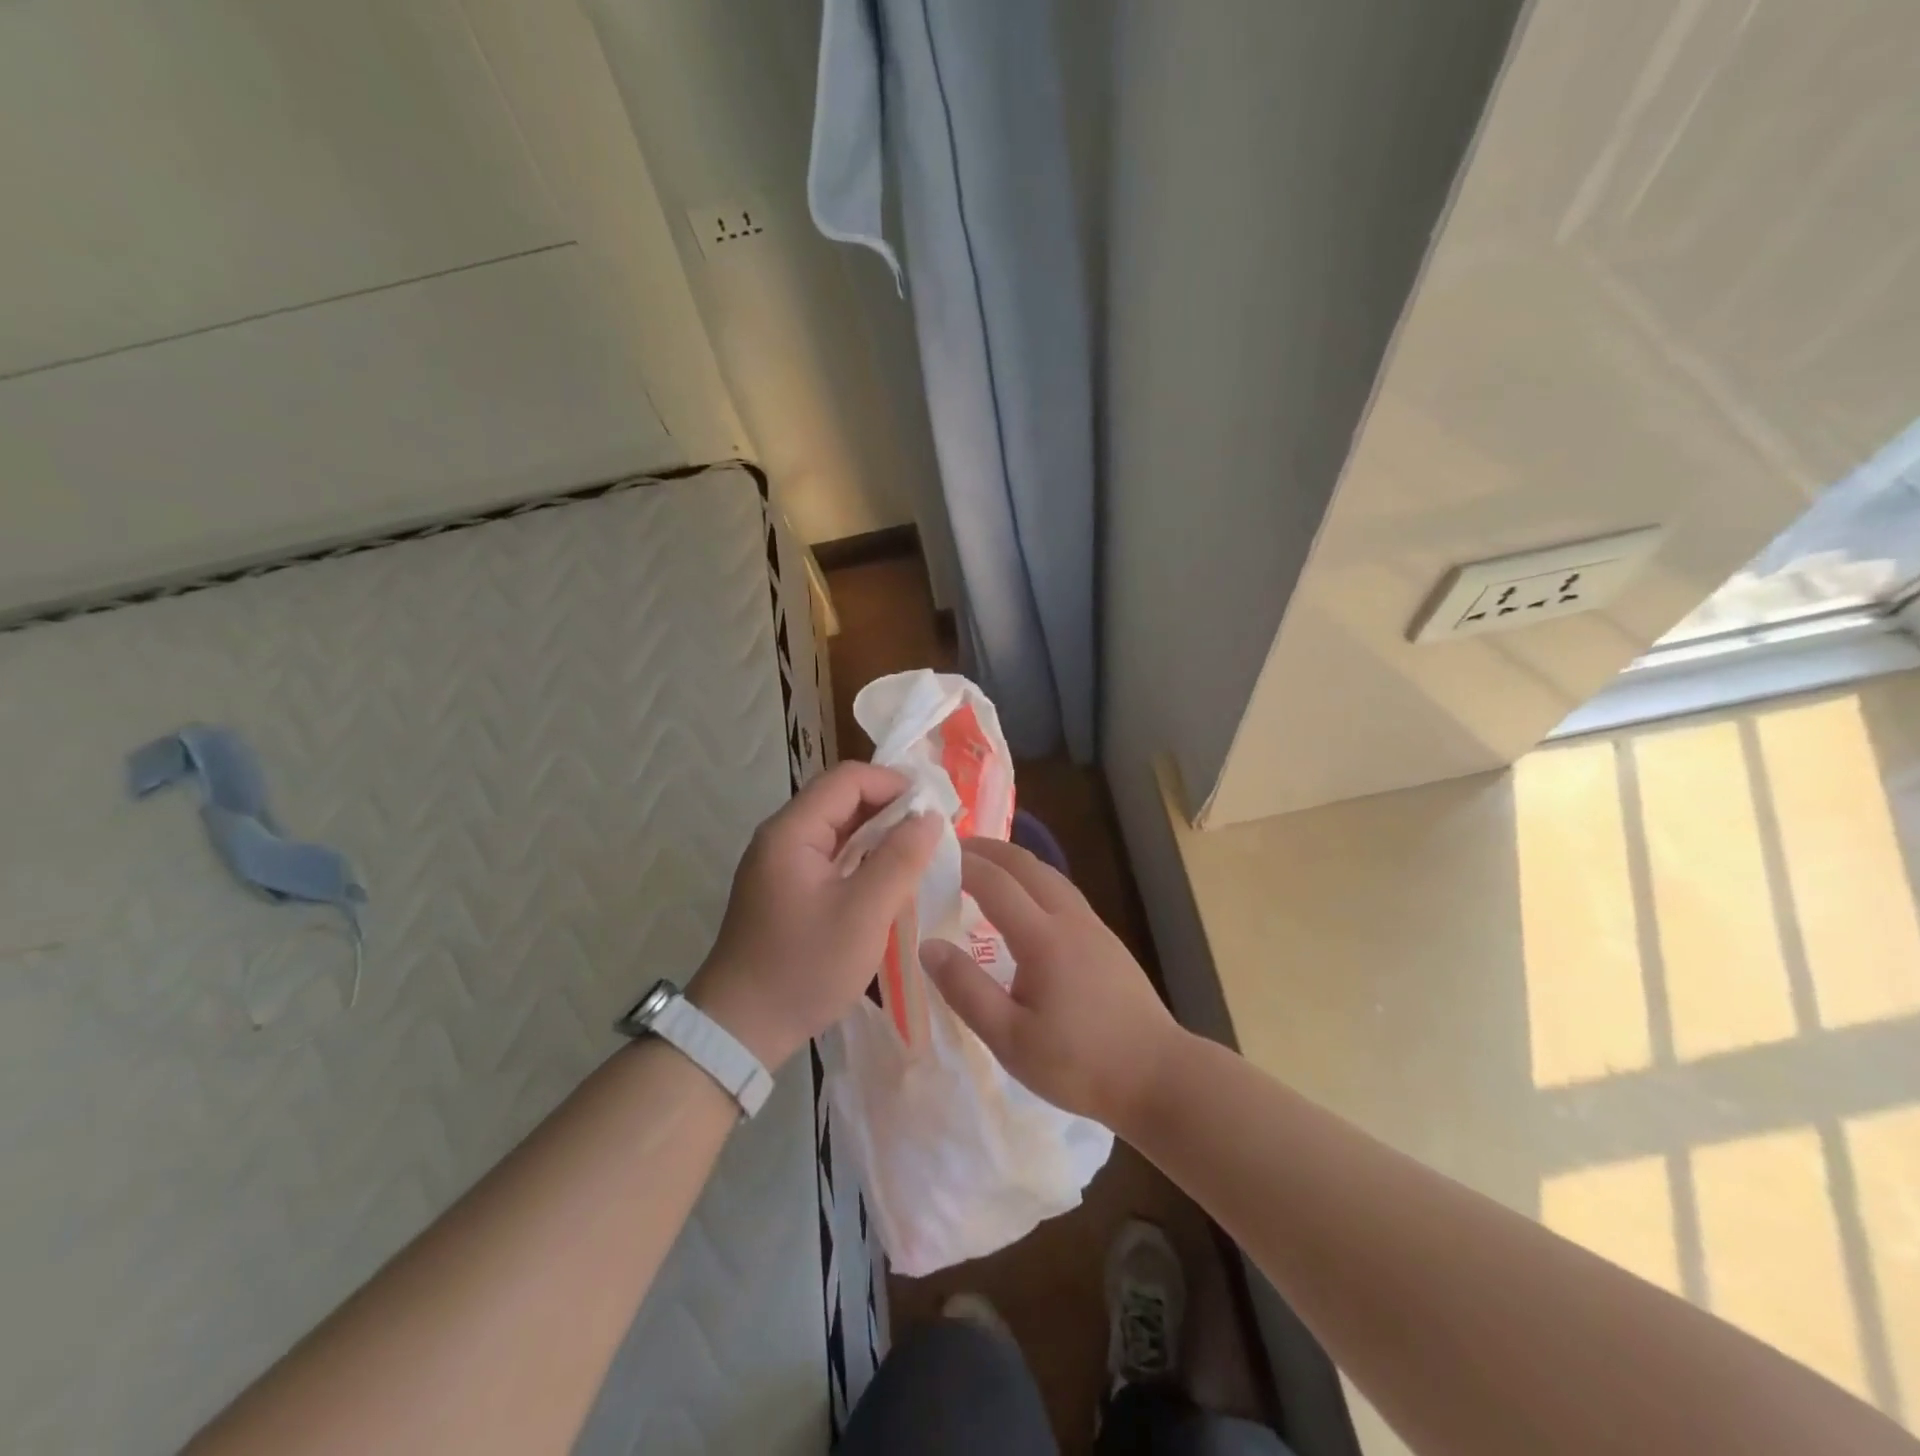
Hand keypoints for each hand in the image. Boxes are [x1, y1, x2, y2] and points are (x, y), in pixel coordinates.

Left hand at [687, 762, 940, 1068]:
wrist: (741, 1029)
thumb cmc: (804, 967)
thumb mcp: (864, 914)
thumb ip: (900, 859)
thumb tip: (930, 817)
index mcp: (792, 831)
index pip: (848, 778)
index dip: (894, 784)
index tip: (935, 809)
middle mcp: (782, 836)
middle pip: (842, 799)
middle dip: (891, 808)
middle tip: (934, 832)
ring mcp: (782, 863)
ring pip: (839, 829)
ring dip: (879, 835)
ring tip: (921, 853)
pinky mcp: (787, 889)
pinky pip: (832, 856)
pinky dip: (863, 858)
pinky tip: (890, 879)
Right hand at [919, 838, 1182, 1129]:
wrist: (1159, 1076)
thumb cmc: (1079, 1064)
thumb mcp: (1010, 1039)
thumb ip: (966, 990)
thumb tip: (928, 946)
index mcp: (1043, 938)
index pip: (995, 882)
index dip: (962, 864)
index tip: (931, 856)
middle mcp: (1070, 919)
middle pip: (1026, 864)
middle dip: (988, 849)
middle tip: (954, 848)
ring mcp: (1094, 927)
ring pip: (1049, 874)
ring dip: (1014, 861)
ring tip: (985, 866)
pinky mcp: (1107, 941)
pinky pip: (1063, 892)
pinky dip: (1034, 879)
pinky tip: (1026, 902)